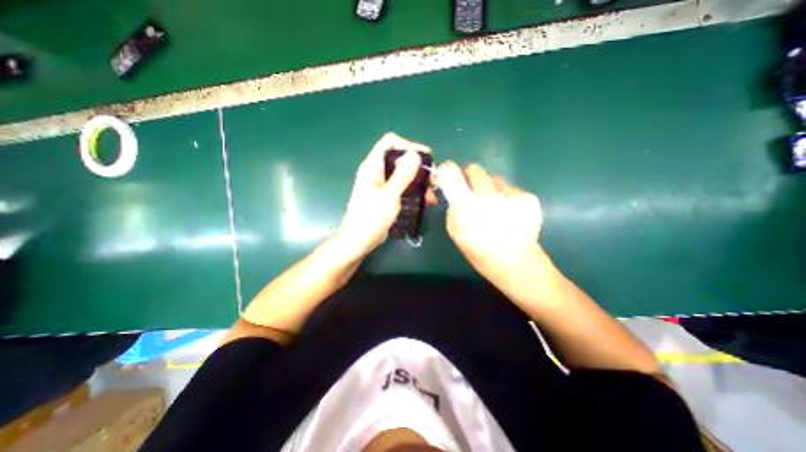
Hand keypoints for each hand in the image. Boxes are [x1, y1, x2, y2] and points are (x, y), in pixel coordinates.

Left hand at [334, 132, 434, 260]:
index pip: (390, 142)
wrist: (359, 240)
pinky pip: (402, 187)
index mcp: (372, 166)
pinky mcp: (385, 196)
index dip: (408, 145)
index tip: (426, 156)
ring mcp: (381, 184)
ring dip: (418, 182)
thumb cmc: (371, 217)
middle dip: (417, 167)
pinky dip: (414, 191)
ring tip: (431, 194)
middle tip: (432, 179)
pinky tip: (425, 201)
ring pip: (402, 174)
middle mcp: (376, 172)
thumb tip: (415, 154)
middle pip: (399, 159)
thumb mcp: (389, 195)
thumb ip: (402, 174)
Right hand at [434, 163, 539, 282]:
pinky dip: (506, 197)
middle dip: (470, 178)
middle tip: (471, 192)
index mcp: (466, 207)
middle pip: (474, 169)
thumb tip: (455, 190)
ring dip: (489, 189)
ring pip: (494, 178)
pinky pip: (510, 188)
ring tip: (494, 208)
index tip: (446, 175)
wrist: (516, 263)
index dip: (446, 170)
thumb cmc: (479, 251)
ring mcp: (511, 195)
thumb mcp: (455, 231)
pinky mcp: (528, 197)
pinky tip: (509, 214)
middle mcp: (488, 196)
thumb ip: (453, 207)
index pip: (451, 174)